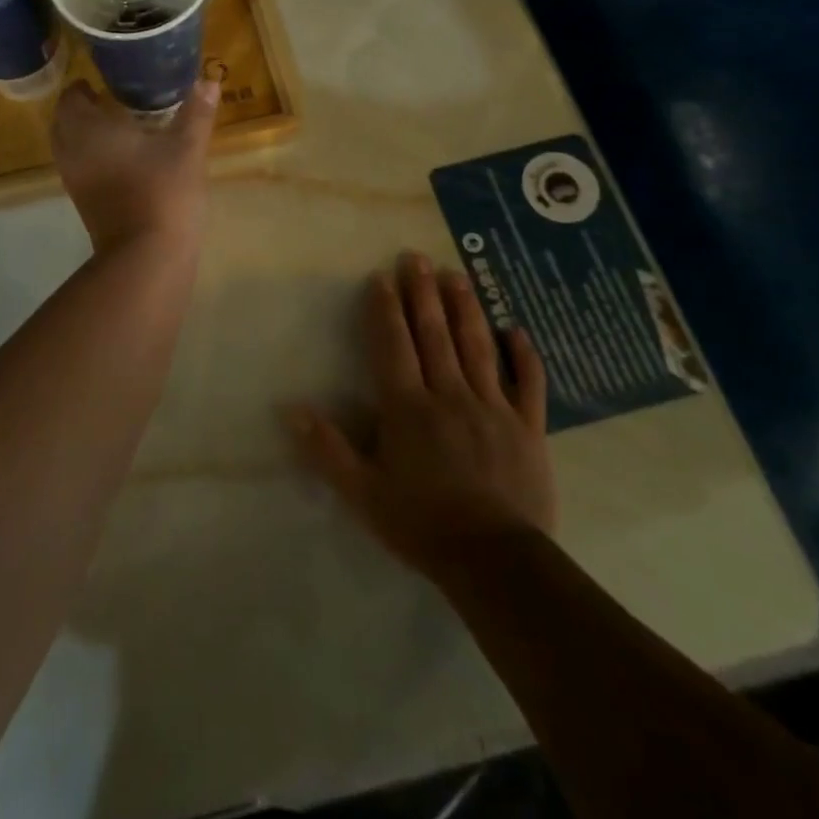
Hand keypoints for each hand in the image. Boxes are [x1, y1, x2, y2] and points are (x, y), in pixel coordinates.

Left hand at [51, 77, 218, 252]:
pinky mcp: (82, 202)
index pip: (71, 97)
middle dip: (82, 109)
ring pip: (70, 147)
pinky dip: (92, 156)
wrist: (146, 256)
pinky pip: (79, 167)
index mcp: (89, 129)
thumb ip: (197, 113)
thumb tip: (209, 80)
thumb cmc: (164, 192)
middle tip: (110, 100)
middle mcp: (72, 151)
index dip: (83, 86)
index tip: (105, 81)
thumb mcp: (187, 148)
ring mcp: (74, 179)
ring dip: (86, 134)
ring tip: (118, 127)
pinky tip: (123, 158)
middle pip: (64, 121)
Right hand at [286, 252, 554, 585]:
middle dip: (423, 293)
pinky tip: (516, 330)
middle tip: (417, 257)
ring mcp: (493, 407)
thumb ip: (327, 449)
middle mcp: (449, 395)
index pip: (393, 345)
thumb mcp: (362, 493)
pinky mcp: (528, 427)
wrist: (495, 561)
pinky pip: (528, 383)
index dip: (385, 309)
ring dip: (465, 307)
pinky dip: (523, 355)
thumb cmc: (422, 524)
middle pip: (434, 334)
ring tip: (457, 275)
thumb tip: (290, 409)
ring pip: (477, 346)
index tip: (381, 277)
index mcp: (408, 407)